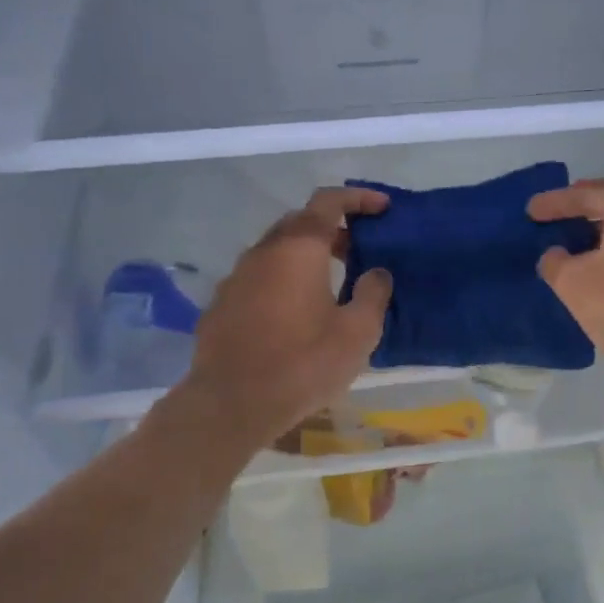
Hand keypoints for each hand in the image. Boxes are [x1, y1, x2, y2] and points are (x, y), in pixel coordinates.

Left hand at [173, 187, 392, 445]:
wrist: (231, 404)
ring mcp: (236, 277)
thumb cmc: (302, 364)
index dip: (358, 199)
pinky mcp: (221, 304)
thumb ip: (373, 294)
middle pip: (300, 222)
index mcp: (299, 248)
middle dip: (332, 228)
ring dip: (306, 255)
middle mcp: (263, 252)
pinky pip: (259, 278)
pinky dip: (283, 280)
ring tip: (331, 283)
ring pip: (276, 250)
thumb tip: (376, 273)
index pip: (328, 201)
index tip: (382, 208)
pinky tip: (295, 313)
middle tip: (359, 250)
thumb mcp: (357, 333)